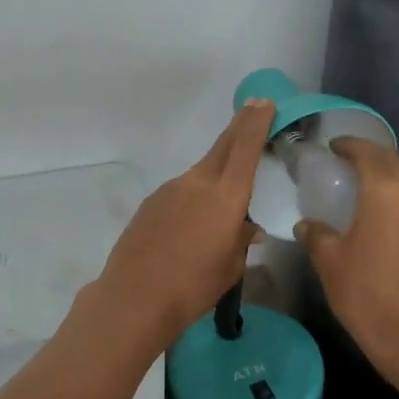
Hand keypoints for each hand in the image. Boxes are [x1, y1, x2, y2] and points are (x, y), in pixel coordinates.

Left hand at [95, 100, 274, 343]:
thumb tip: (248, 226)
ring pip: (201, 172)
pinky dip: (194, 196)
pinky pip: (181, 191)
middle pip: (223, 146)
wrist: (134, 296)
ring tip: (224, 200)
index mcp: (225, 196)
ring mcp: (170, 189)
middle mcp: (197, 182)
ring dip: (216, 173)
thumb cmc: (193, 286)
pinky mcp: (152, 201)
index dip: (256, 123)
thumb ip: (241, 239)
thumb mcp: (230, 267)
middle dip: (240, 126)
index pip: (245, 148)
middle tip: (254, 110)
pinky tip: (191, 223)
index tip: (264, 103)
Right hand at [297, 139, 398, 388]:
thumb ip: (317, 235)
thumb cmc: (369, 296)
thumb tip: (308, 224)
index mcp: (386, 191)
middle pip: (393, 162)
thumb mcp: (330, 263)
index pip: (367, 152)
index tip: (333, 147)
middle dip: (370, 158)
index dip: (349, 145)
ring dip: (391, 178)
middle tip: (346, 166)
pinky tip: (389, 218)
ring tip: (369, 191)